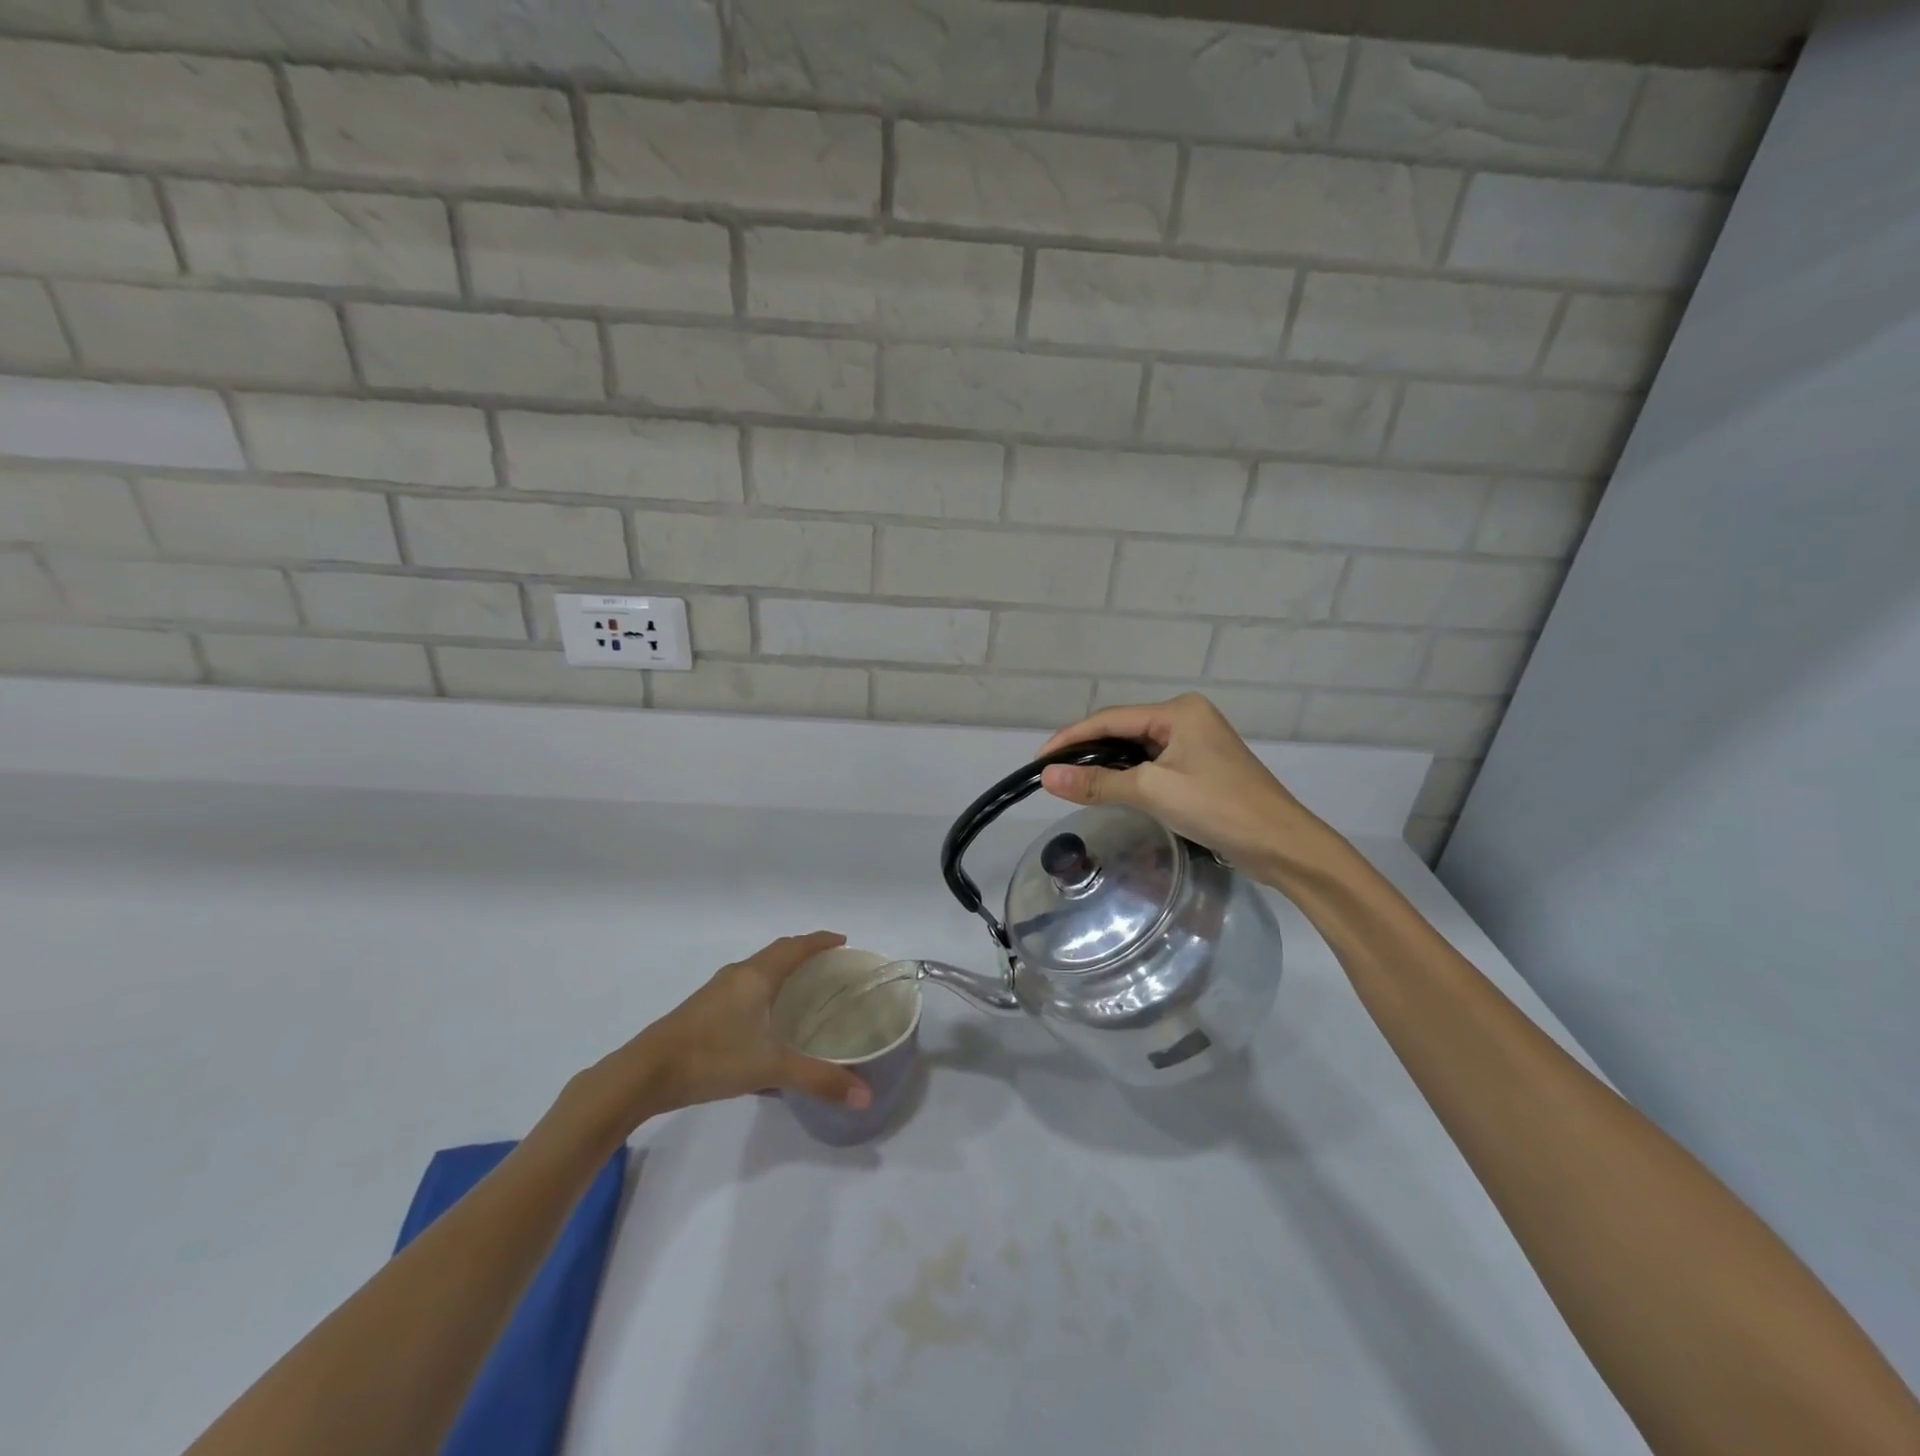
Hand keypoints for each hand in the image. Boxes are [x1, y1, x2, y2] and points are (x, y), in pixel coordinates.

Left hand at [614, 932, 872, 1118]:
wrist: (644, 1074)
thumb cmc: (712, 1057)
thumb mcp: (771, 1068)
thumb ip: (819, 1079)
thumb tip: (865, 1096)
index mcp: (756, 976)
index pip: (795, 947)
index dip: (820, 941)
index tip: (843, 941)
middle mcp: (737, 975)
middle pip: (777, 953)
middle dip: (804, 954)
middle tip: (831, 966)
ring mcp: (716, 992)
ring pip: (758, 971)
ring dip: (782, 972)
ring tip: (805, 989)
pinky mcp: (703, 1010)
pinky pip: (744, 988)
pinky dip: (765, 990)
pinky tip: (767, 1018)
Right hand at [1039, 694, 1334, 880]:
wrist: (1282, 845)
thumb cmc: (1218, 808)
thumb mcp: (1152, 792)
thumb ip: (1097, 783)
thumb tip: (1046, 778)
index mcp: (1178, 711)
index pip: (1110, 719)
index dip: (1070, 738)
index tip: (1039, 761)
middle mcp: (1187, 718)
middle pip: (1123, 731)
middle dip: (1087, 751)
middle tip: (1052, 776)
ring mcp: (1197, 743)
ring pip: (1137, 750)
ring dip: (1107, 766)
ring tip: (1073, 785)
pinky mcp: (1202, 768)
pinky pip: (1154, 765)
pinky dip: (1129, 777)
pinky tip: (1111, 791)